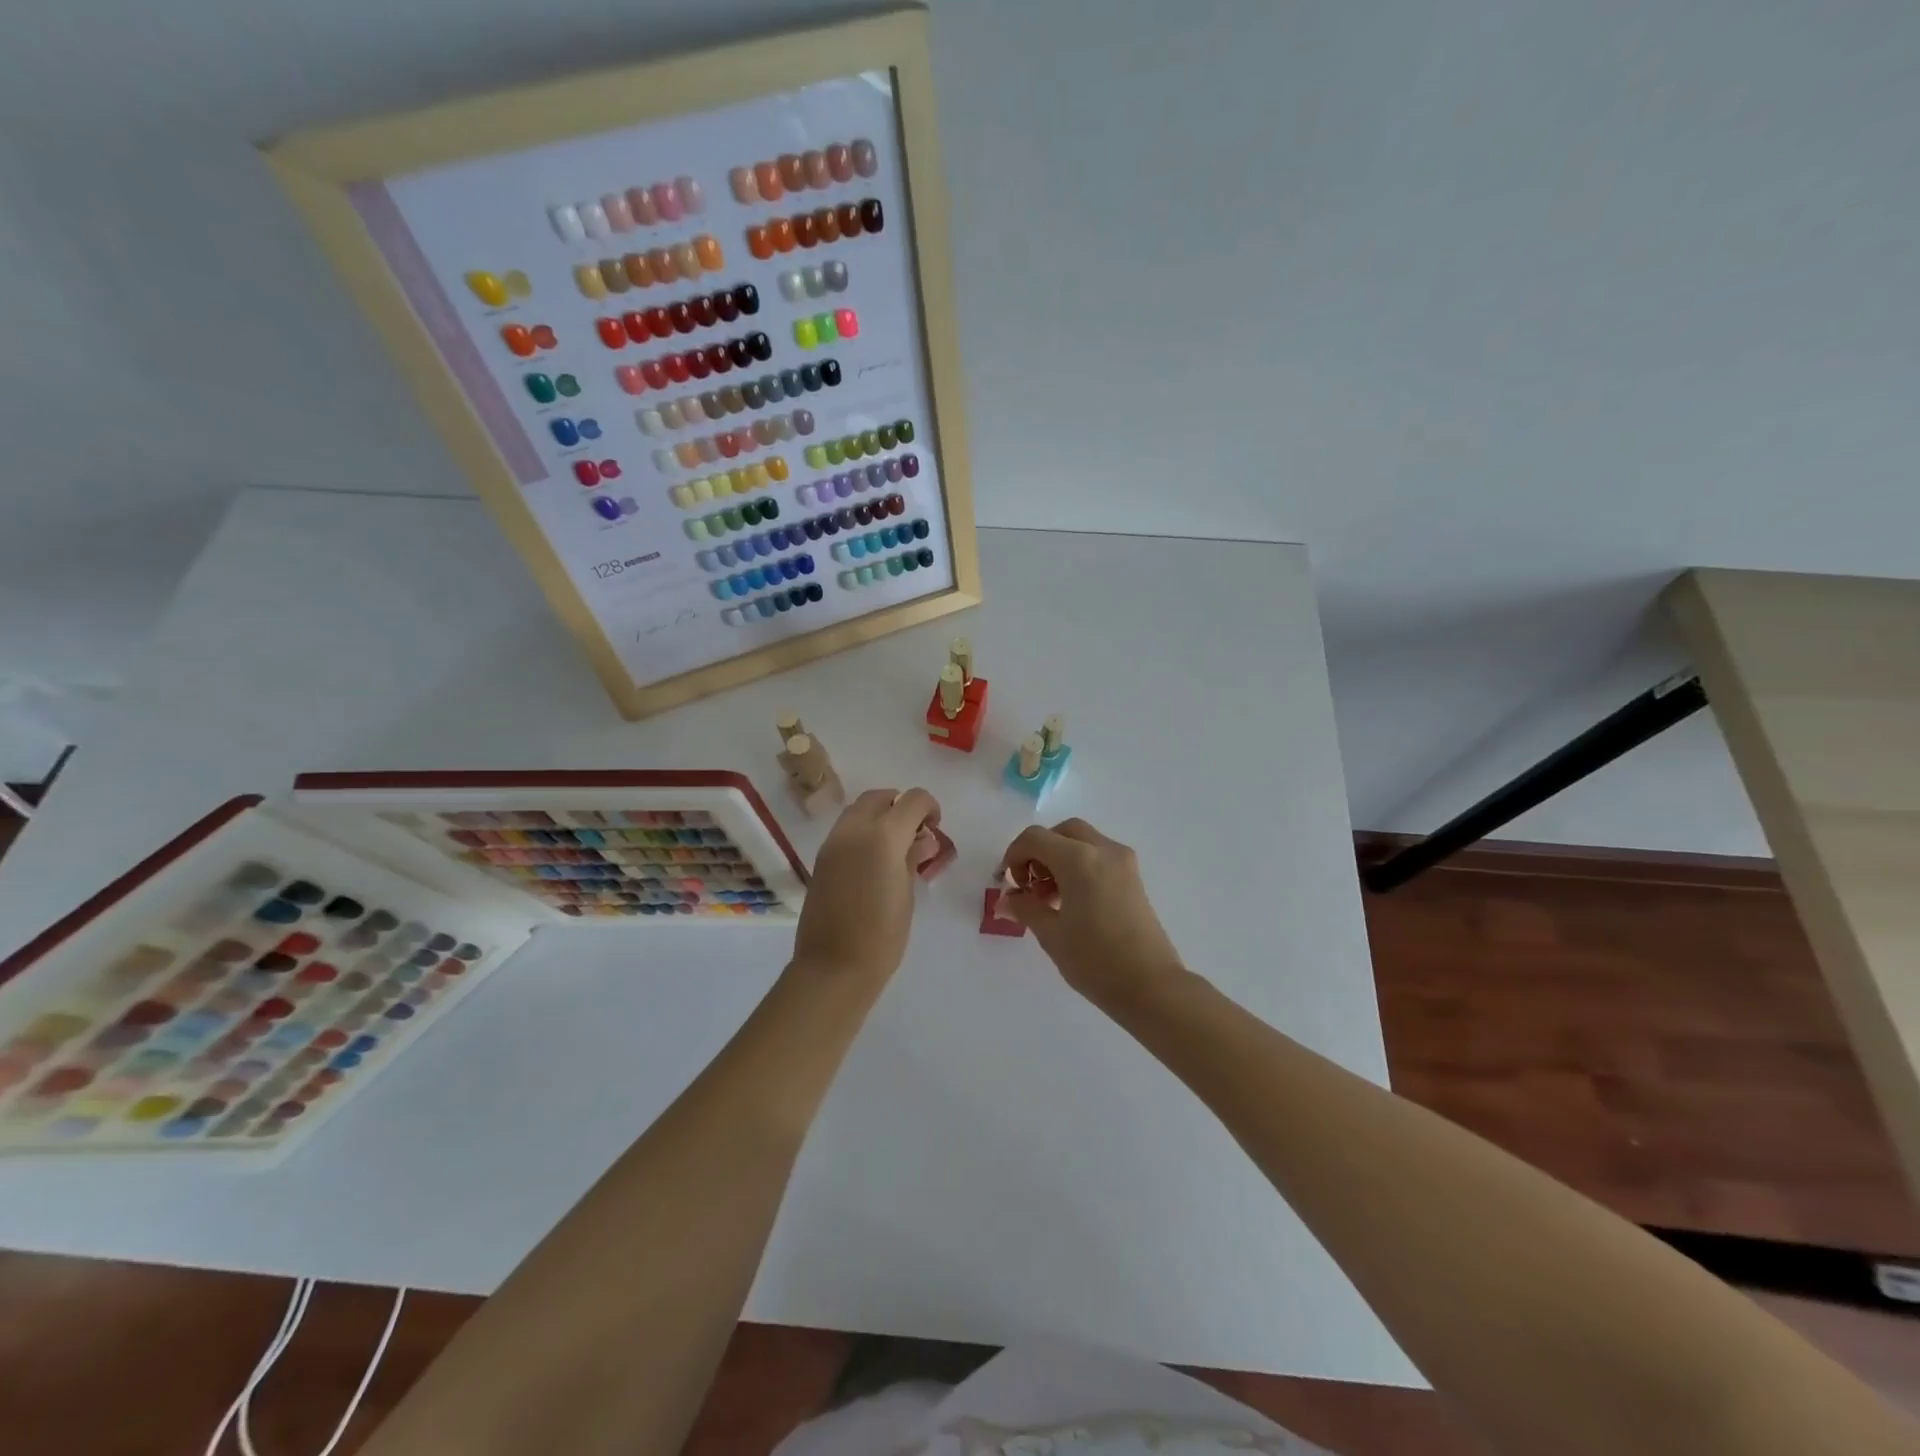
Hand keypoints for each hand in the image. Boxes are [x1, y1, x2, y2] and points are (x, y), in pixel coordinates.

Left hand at [792, 788, 941, 981]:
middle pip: (880, 796)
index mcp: (883, 835)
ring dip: (880, 815)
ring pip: (859, 809)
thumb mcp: (907, 893)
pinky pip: (845, 829)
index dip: (929, 807)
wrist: (834, 966)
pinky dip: (863, 831)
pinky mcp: (821, 857)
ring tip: (895, 846)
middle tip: (915, 833)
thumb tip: (922, 839)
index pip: (912, 800)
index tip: (934, 828)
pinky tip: (874, 860)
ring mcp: (833, 842)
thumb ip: (913, 857)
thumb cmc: (882, 935)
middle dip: (901, 806)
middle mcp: (855, 829)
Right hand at [996, 819, 1187, 1008]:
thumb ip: (1025, 908)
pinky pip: (1099, 856)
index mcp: (1079, 859)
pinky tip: (1071, 901)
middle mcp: (1103, 850)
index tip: (1010, 884)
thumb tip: (1006, 899)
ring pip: (1083, 841)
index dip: (1014, 855)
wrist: (1151, 987)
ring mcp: (1123, 862)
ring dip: (1059, 858)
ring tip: (1049, 898)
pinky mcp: (1134, 878)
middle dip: (1039, 851)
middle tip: (1029, 884)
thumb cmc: (1095, 960)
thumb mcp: (1051, 934)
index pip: (1035, 838)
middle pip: (1062, 832)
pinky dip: (1079, 865)